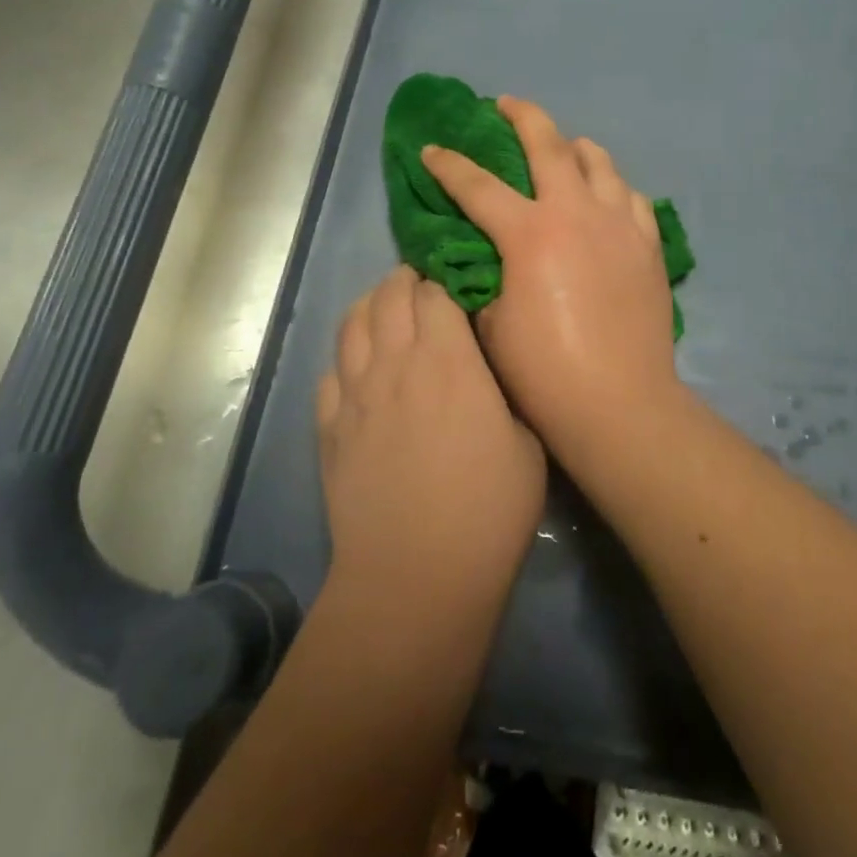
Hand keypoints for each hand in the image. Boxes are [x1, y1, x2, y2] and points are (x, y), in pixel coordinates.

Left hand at [317, 266, 546, 610]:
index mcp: (447, 359)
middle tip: (422, 285)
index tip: (457, 282)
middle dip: (405, 280)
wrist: (416, 577)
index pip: (434, 291)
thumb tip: (485, 370)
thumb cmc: (488, 511)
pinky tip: (359, 368)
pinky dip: (346, 357)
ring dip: (370, 306)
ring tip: (386, 309)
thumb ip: (503, 392)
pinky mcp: (329, 428)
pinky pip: (330, 373)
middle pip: (388, 296)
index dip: (444, 280)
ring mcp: (355, 394)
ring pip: (351, 324)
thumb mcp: (526, 444)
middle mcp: (394, 363)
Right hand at [420, 97, 680, 445]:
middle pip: (548, 144)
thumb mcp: (491, 324)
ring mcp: (619, 223)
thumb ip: (482, 279)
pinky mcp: (648, 244)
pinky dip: (612, 187)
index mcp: (529, 233)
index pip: (477, 185)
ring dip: (574, 146)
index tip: (432, 149)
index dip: (449, 165)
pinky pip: (631, 197)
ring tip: (563, 146)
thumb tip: (480, 258)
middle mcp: (576, 212)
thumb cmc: (544, 371)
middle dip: (522, 115)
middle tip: (505, 103)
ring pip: (599, 162)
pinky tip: (605, 196)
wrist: (619, 403)